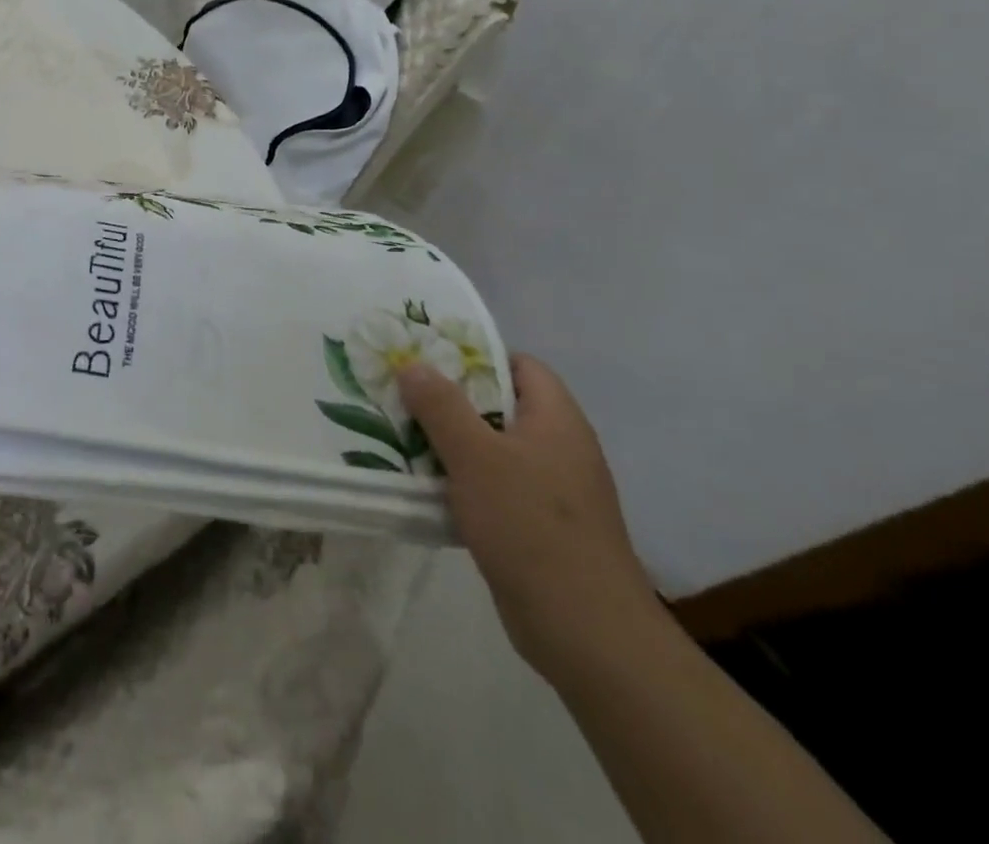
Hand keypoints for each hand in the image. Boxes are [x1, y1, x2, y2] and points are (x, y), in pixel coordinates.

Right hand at [399, 352, 660, 683]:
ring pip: (494, 449)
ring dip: (452, 443)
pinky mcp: (539, 528)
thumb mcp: (475, 457)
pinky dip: (463, 482)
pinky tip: (426, 486)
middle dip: (452, 400)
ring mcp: (553, 491)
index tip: (430, 358)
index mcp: (557, 420)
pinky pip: (495, 488)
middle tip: (404, 394)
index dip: (478, 355)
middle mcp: (560, 448)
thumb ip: (441, 406)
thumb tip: (413, 363)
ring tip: (403, 434)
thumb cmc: (531, 526)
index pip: (521, 365)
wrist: (586, 632)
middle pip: (502, 406)